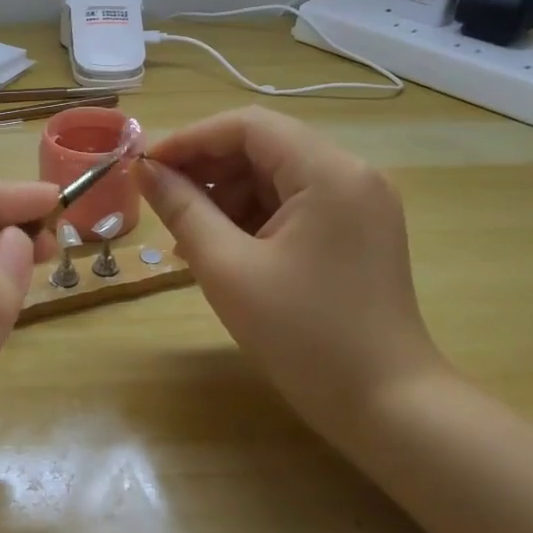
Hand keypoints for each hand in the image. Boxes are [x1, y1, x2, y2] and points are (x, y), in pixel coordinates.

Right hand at [136, 107, 449, 457]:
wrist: (388, 407)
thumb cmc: (304, 337)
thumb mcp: (229, 269)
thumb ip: (182, 210)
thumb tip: (144, 170)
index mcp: (329, 172)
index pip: (248, 126)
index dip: (190, 138)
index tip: (145, 165)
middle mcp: (351, 173)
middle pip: (264, 146)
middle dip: (206, 169)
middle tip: (159, 200)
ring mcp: (359, 202)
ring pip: (275, 176)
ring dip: (226, 196)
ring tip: (186, 236)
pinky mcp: (356, 230)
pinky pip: (293, 204)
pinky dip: (253, 218)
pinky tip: (220, 248)